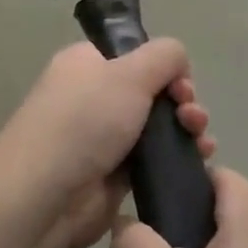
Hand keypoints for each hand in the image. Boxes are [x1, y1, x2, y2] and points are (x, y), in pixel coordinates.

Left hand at [0, 41, 214, 247]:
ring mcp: (103, 137)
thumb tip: (178, 62)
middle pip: (152, 90)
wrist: (46, 195)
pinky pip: (154, 159)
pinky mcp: (114, 174)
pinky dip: (178, 157)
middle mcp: (93, 96)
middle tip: (191, 116)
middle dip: (182, 99)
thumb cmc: (85, 121)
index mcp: (87, 63)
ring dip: (186, 129)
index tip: (180, 82)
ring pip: (157, 125)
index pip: (133, 53)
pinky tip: (199, 161)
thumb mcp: (129, 72)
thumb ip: (164, 56)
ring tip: (202, 143)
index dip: (162, 65)